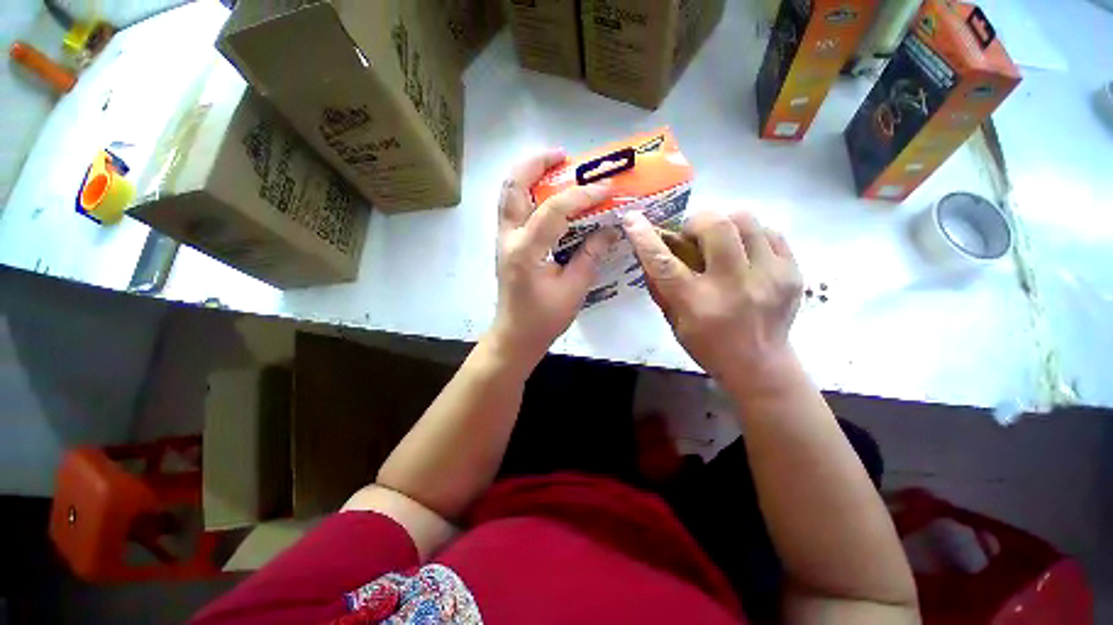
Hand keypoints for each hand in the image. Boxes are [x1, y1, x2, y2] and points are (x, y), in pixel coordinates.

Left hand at [490, 150, 617, 366]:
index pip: (554, 210)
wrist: (515, 336)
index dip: (583, 195)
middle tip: (564, 156)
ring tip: (556, 167)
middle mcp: (508, 238)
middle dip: (537, 163)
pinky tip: (548, 195)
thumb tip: (611, 229)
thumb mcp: (573, 289)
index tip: (607, 187)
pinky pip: (513, 208)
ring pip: (509, 193)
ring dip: (530, 174)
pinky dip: (528, 193)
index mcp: (526, 251)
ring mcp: (503, 239)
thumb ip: (591, 255)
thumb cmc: (543, 319)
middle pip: (514, 186)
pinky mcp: (506, 244)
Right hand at [623, 209, 803, 385]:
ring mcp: (769, 276)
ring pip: (746, 220)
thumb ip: (661, 287)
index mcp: (697, 303)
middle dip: (697, 221)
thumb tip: (648, 253)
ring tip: (721, 243)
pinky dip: (750, 236)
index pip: (665, 263)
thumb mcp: (674, 322)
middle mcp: (734, 286)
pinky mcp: (793, 272)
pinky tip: (745, 254)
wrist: (761, 366)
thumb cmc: (708, 346)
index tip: (633, 219)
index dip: (645, 238)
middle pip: (716, 226)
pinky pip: (769, 232)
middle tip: (693, 235)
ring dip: (725, 225)